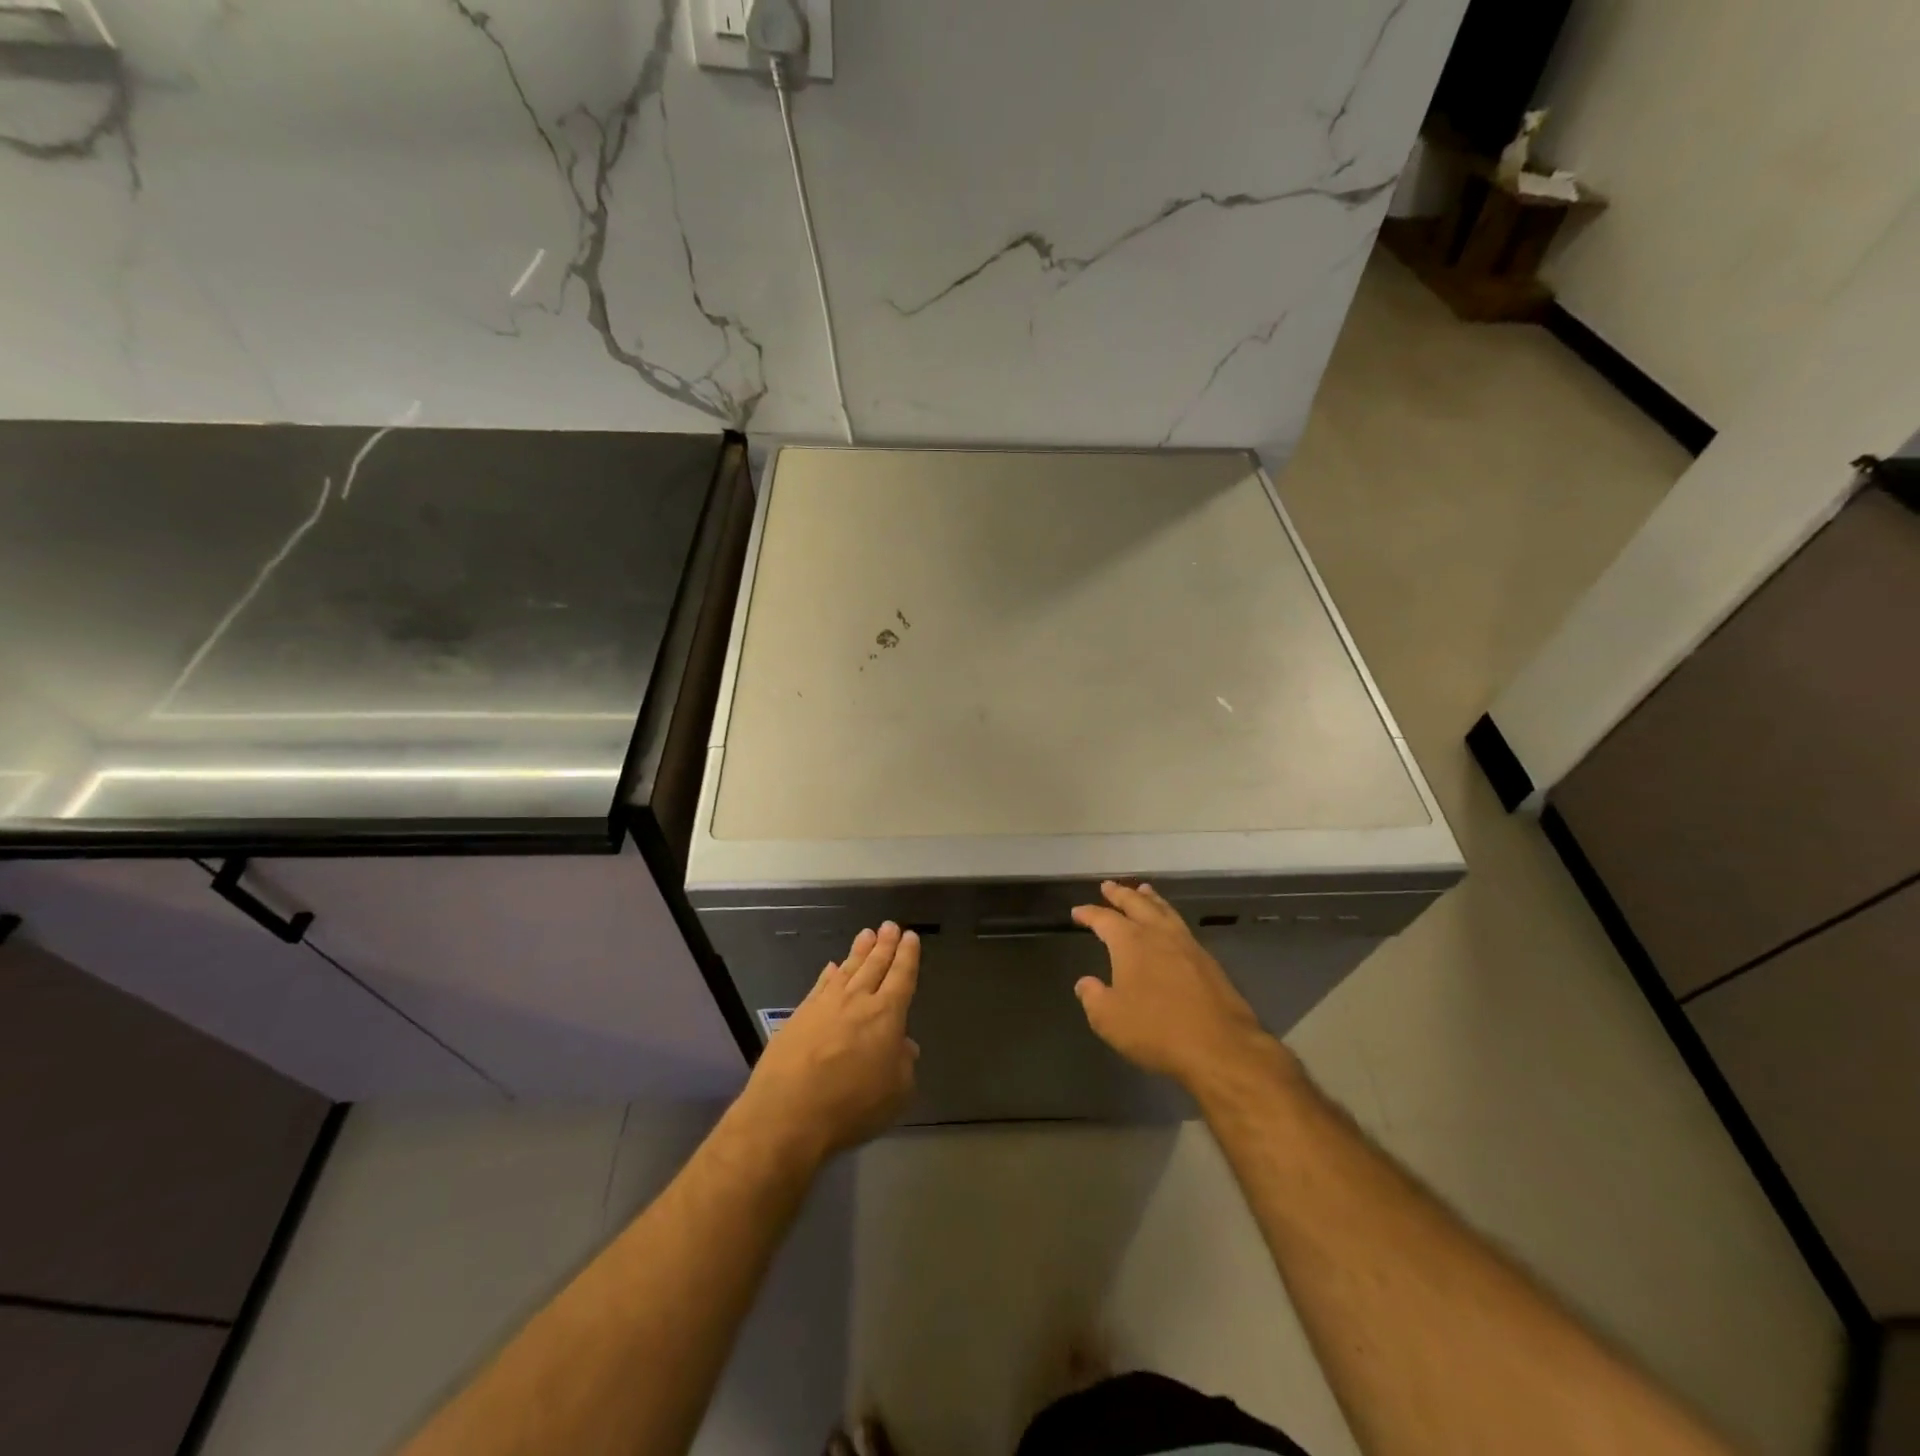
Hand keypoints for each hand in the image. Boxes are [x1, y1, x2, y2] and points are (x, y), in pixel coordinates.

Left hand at [738, 922, 920, 1162]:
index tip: (910, 936)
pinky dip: (829, 973)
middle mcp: (857, 1000)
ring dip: (859, 951)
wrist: (788, 1112)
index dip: (907, 956)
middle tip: (890, 925)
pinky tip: (832, 966)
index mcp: (886, 1014)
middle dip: (885, 945)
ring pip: (847, 969)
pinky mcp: (799, 1014)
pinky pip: (820, 984)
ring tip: (867, 933)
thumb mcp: (895, 1093)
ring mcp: (825, 1004)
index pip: (901, 976)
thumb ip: (903, 1064)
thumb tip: (905, 1045)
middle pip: (874, 965)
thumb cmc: (851, 1105)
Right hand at [1071, 881, 1294, 1094]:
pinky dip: (1169, 916)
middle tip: (1109, 886)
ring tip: (1143, 890)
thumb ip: (1093, 997)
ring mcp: (1187, 945)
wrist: (1219, 1046)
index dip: (1089, 914)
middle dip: (1121, 894)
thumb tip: (1085, 983)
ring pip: (1164, 910)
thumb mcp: (1109, 1019)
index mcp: (1130, 942)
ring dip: (1150, 899)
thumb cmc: (1156, 1030)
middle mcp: (1158, 934)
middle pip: (1137, 904)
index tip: (1078, 912)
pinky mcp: (1208, 961)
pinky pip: (1181, 926)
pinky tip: (1170, 925)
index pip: (1104, 919)